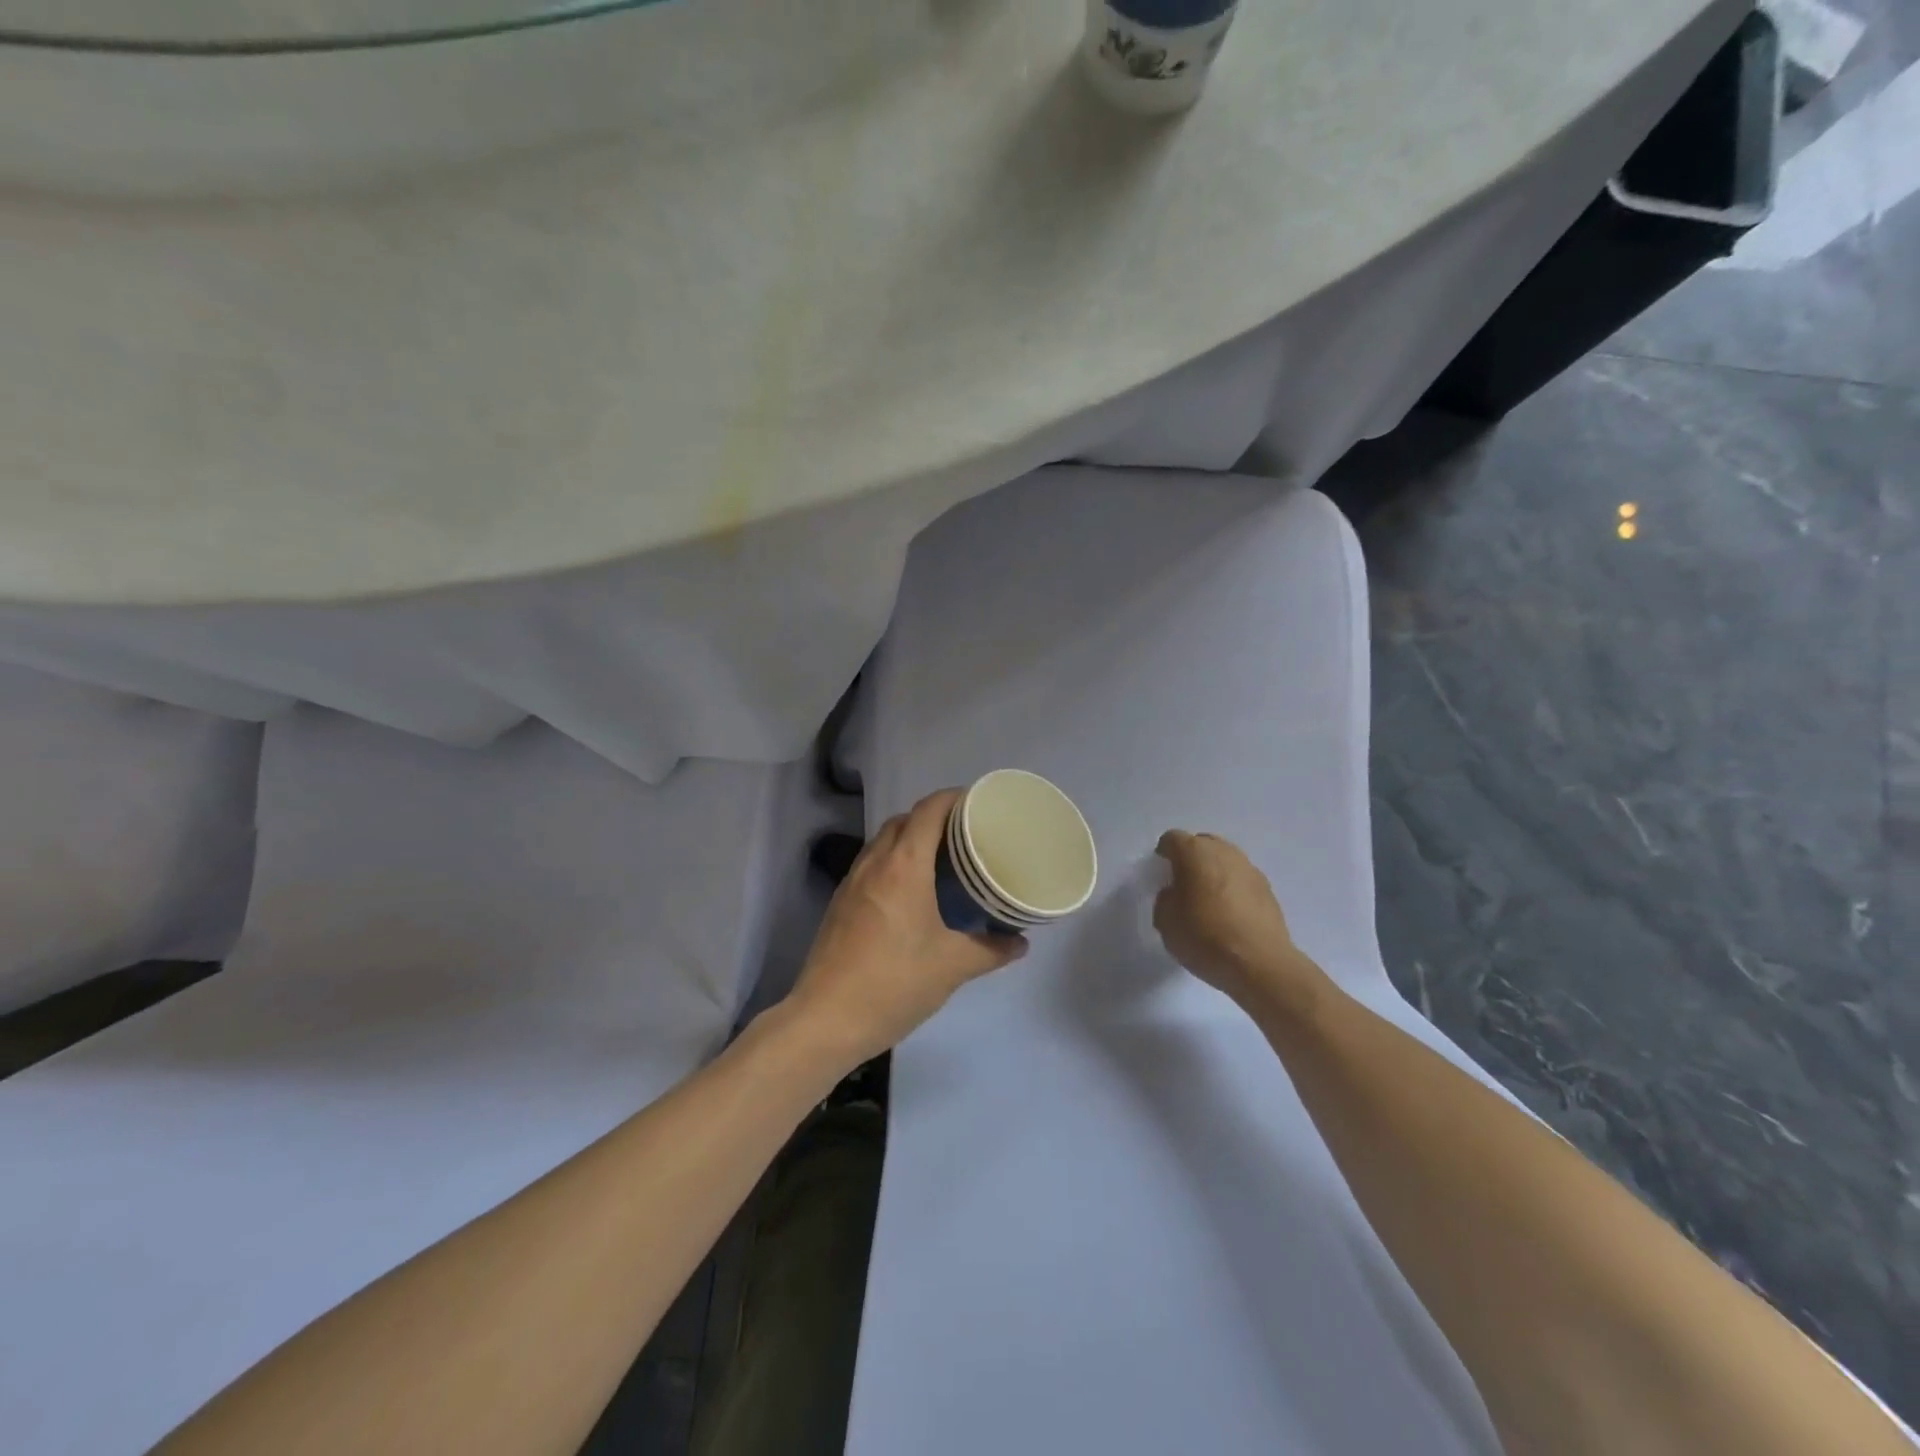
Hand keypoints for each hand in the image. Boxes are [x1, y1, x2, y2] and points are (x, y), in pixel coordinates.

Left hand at [787, 790, 1027, 1068]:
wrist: (826, 1019)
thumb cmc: (894, 983)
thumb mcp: (952, 967)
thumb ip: (991, 949)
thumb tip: (1020, 942)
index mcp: (904, 865)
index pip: (928, 810)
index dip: (954, 798)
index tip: (979, 805)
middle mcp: (875, 863)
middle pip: (904, 819)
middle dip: (934, 817)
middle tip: (966, 836)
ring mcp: (852, 882)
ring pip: (883, 841)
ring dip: (910, 839)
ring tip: (942, 860)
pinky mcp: (840, 903)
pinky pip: (871, 865)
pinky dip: (893, 862)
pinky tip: (911, 893)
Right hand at [1153, 830, 1330, 1016]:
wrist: (1260, 964)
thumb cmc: (1205, 938)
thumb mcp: (1166, 921)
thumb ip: (1166, 898)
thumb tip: (1175, 893)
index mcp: (1194, 853)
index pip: (1172, 839)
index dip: (1163, 853)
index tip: (1160, 872)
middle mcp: (1224, 852)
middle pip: (1202, 843)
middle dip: (1191, 858)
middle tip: (1183, 883)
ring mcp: (1250, 869)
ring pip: (1225, 860)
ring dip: (1214, 872)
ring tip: (1207, 899)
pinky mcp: (1268, 889)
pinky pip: (1242, 879)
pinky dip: (1232, 888)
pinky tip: (1229, 913)